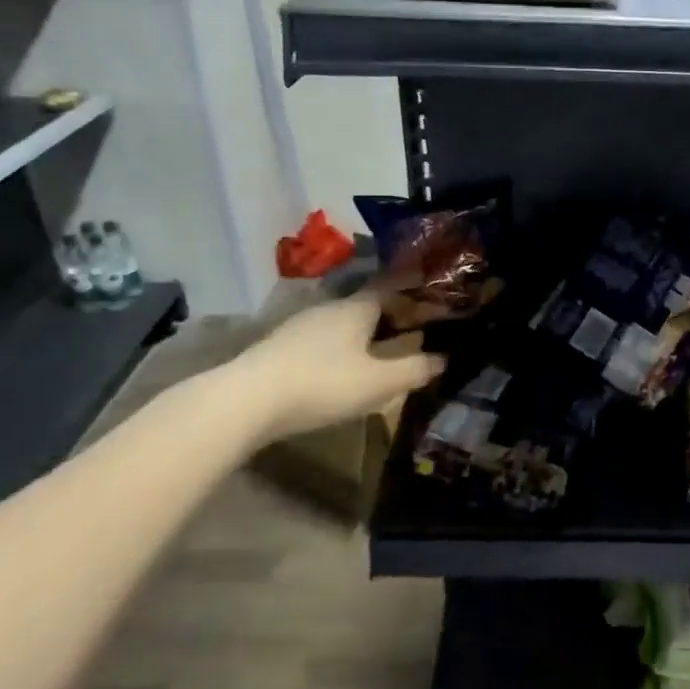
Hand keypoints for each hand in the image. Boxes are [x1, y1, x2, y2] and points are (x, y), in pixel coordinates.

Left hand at [220, 290, 443, 443]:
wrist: (246, 400)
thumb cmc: (323, 384)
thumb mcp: (379, 383)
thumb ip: (414, 370)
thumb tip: (443, 358)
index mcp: (357, 308)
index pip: (390, 287)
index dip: (412, 291)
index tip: (431, 297)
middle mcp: (329, 308)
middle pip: (365, 305)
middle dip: (389, 315)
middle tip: (411, 330)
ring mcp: (299, 326)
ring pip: (341, 323)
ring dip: (362, 333)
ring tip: (379, 352)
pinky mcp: (278, 346)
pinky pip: (320, 339)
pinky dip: (338, 348)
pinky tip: (338, 369)